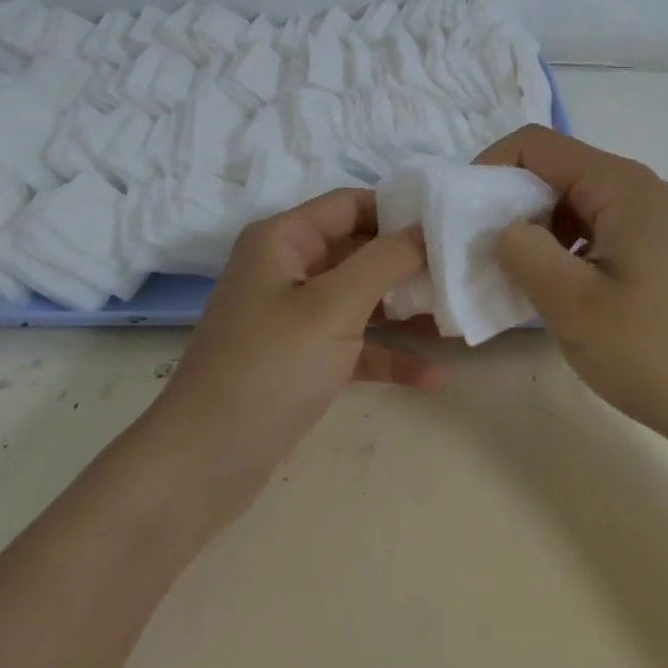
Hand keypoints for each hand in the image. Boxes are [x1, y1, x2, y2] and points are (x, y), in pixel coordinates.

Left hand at [152, 189, 439, 501]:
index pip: (350, 204)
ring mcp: (293, 317)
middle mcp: (287, 269)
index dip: (399, 210)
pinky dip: (387, 356)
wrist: (204, 463)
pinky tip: (434, 377)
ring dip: (406, 312)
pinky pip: (353, 345)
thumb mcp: (334, 307)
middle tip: (464, 274)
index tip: (450, 224)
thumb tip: (426, 228)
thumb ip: (385, 261)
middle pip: (359, 251)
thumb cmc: (270, 367)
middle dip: (410, 265)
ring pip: (360, 300)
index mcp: (283, 239)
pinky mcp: (300, 360)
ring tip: (460, 321)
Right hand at [476, 125, 667, 457]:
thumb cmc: (661, 354)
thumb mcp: (575, 306)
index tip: (461, 215)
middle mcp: (640, 189)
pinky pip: (598, 233)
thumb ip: (523, 254)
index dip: (488, 167)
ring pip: (575, 205)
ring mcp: (656, 223)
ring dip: (536, 231)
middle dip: (508, 203)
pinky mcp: (662, 254)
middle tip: (479, 252)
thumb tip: (501, 228)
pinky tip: (557, 293)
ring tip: (513, 277)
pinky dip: (564, 251)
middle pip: (556, 171)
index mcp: (620, 185)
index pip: (535, 145)